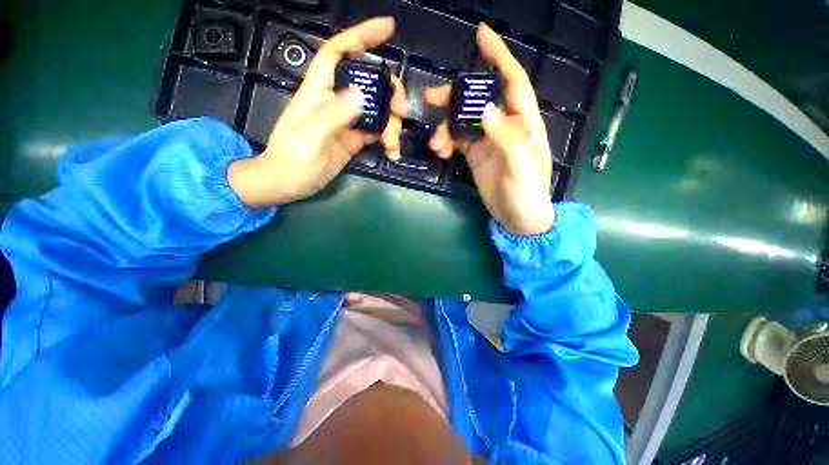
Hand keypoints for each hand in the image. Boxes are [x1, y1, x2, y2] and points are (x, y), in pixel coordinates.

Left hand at [228, 17, 407, 206]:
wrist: (288, 184)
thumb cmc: (290, 160)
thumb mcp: (309, 139)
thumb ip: (333, 117)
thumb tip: (361, 95)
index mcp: (319, 93)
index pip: (338, 53)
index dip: (360, 36)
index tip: (388, 28)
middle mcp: (336, 102)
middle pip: (368, 83)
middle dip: (389, 92)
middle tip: (401, 112)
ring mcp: (348, 122)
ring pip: (377, 111)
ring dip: (391, 125)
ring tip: (393, 146)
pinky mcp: (355, 139)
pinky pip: (377, 132)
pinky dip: (388, 140)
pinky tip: (392, 152)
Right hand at [423, 23, 553, 235]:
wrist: (518, 218)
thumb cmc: (527, 193)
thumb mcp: (521, 166)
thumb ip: (506, 138)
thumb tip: (485, 110)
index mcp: (522, 123)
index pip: (513, 82)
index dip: (499, 57)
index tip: (481, 35)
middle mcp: (504, 126)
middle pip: (478, 101)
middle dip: (455, 97)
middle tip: (431, 98)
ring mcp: (487, 142)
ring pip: (463, 122)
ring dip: (446, 128)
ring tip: (435, 143)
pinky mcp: (475, 156)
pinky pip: (457, 141)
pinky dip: (446, 142)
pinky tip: (440, 151)